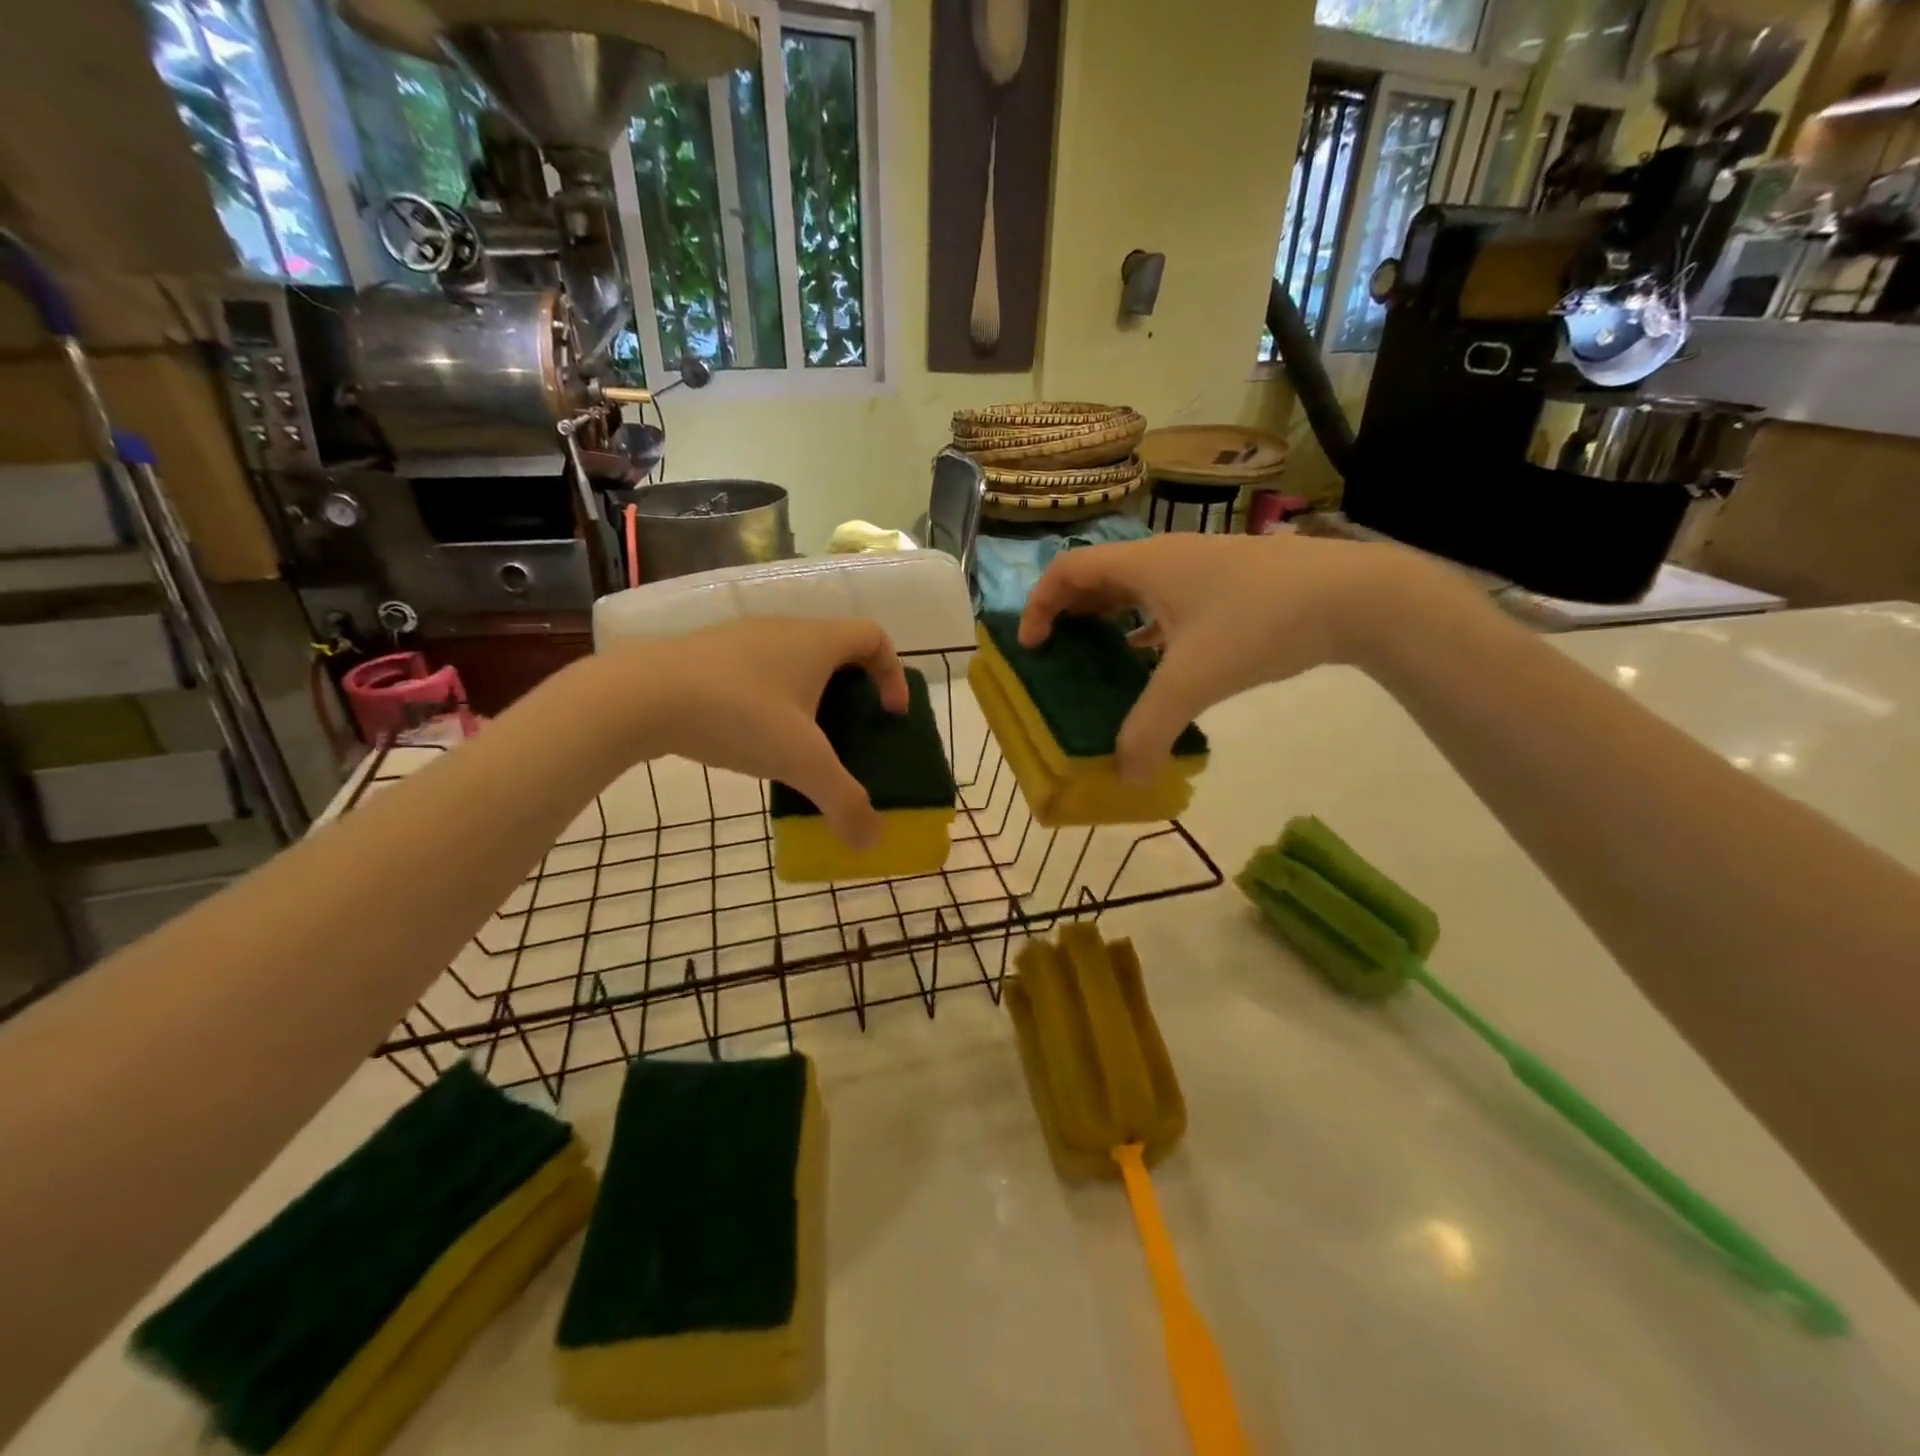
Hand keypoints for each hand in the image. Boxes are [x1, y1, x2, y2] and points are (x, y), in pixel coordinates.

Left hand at [599, 617, 908, 848]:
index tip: (889, 714)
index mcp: (817, 641)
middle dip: (852, 690)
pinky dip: (770, 699)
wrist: (638, 695)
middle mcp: (784, 629)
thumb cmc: (737, 715)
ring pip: (793, 660)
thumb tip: (872, 842)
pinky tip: (750, 736)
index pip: (875, 637)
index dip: (894, 674)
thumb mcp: (800, 763)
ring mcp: (741, 638)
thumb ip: (843, 801)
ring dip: (809, 696)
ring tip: (800, 741)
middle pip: (836, 648)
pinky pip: (757, 671)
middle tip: (849, 731)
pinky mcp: (706, 654)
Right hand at [1018, 533, 1419, 781]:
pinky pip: (1168, 601)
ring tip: (1099, 659)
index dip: (1038, 605)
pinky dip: (1147, 627)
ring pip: (1135, 588)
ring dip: (1108, 618)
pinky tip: (1156, 660)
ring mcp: (1201, 569)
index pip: (1067, 570)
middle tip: (1058, 654)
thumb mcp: (1194, 681)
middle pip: (1097, 575)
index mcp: (1143, 565)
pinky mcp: (1229, 585)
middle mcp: (1165, 558)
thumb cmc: (1259, 622)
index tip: (1033, 647)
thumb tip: (1124, 779)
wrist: (1355, 596)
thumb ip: (1150, 731)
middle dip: (1068, 612)